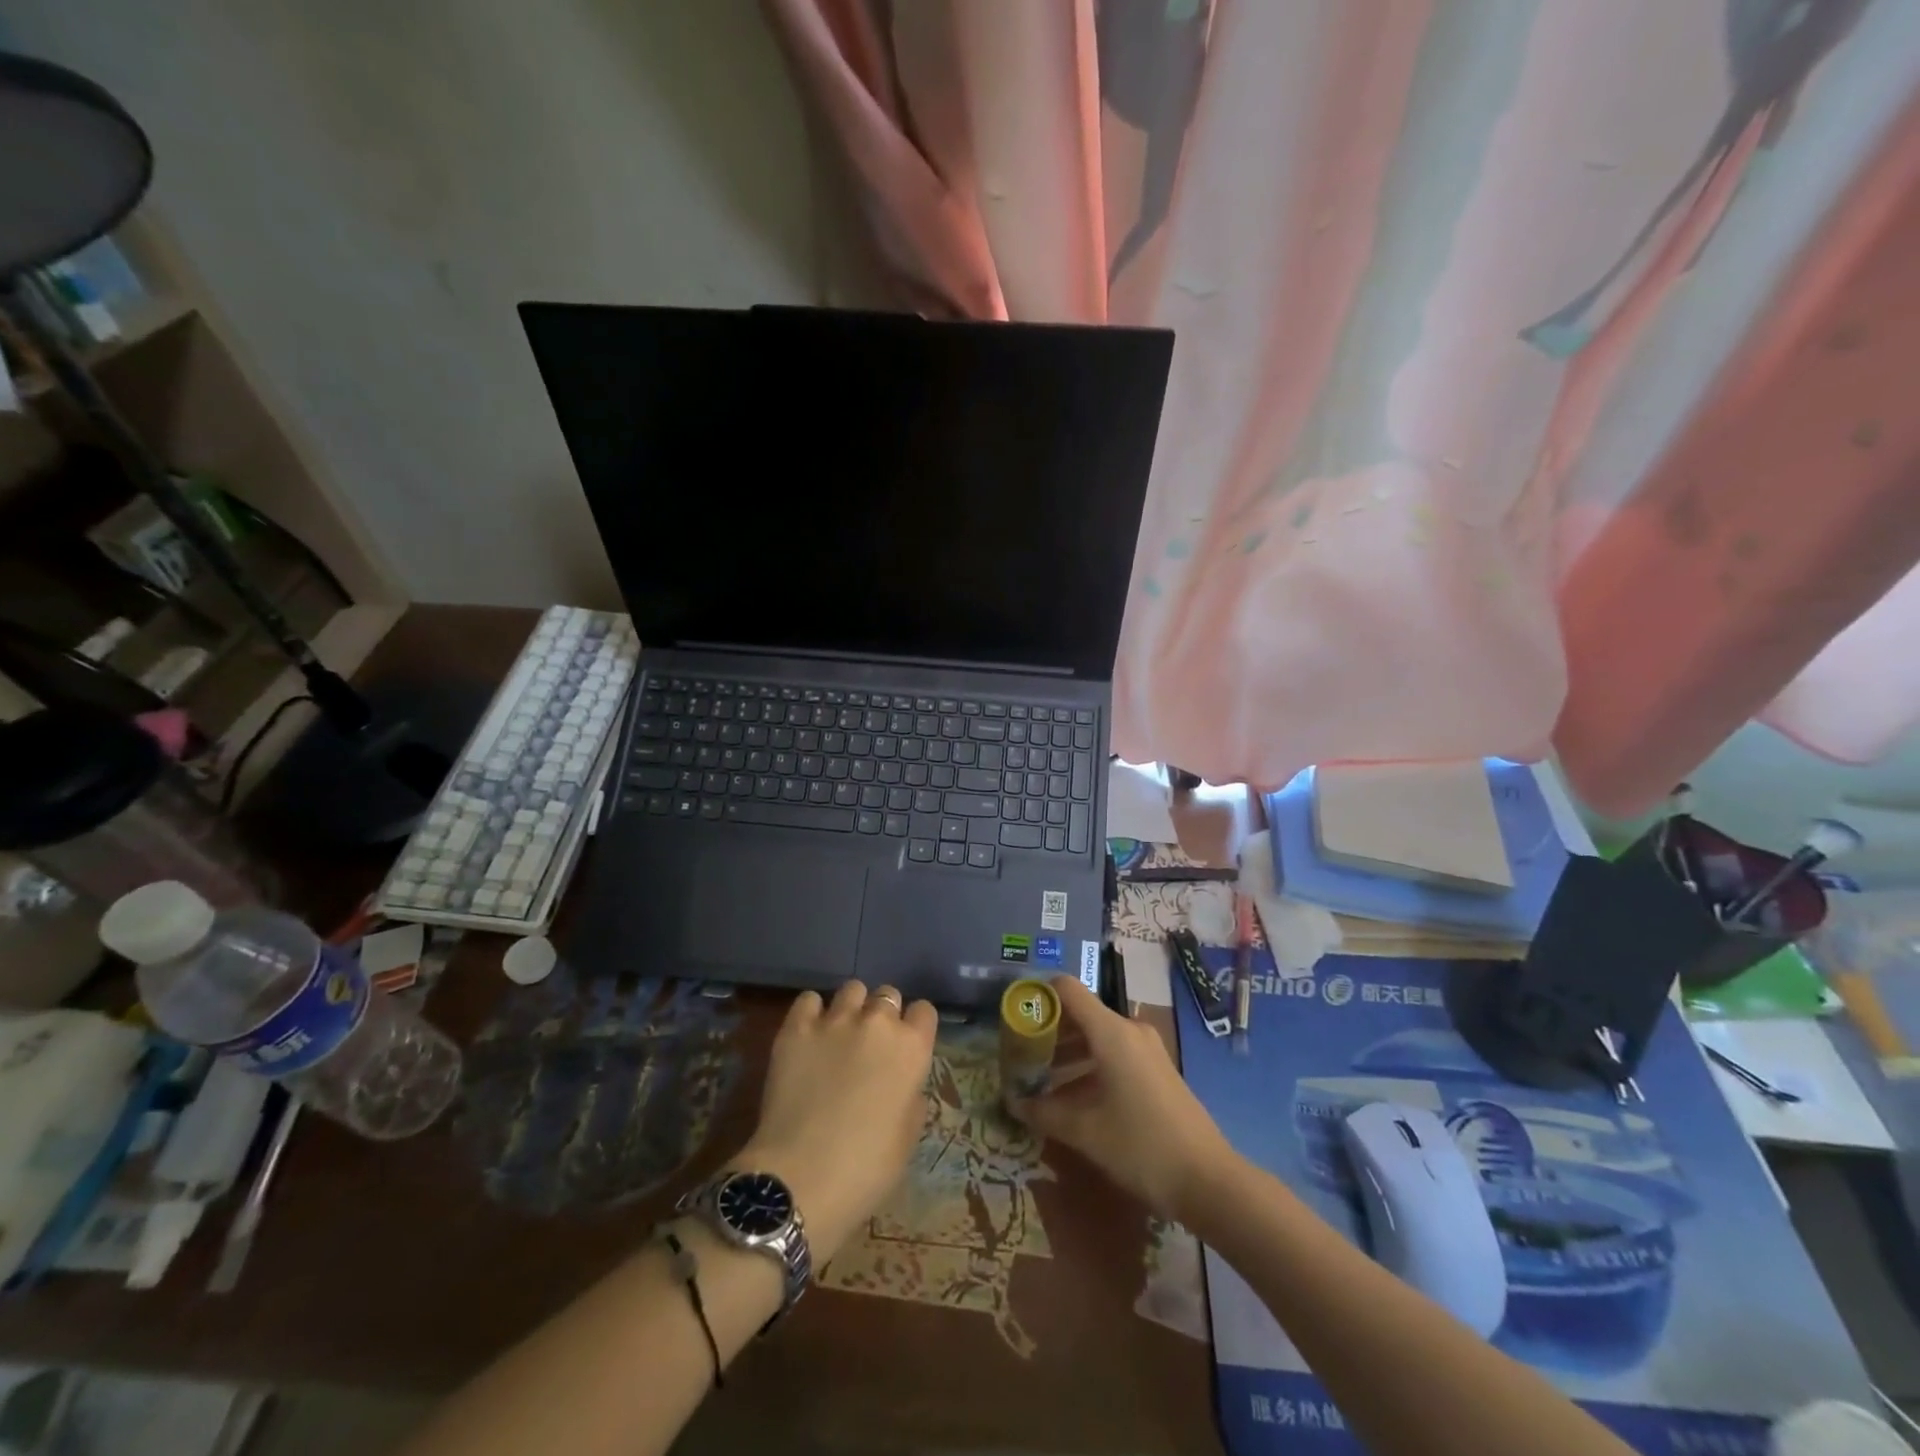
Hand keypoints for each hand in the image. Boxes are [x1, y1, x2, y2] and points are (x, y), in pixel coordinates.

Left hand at [739, 980, 936, 1263]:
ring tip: (839, 1035)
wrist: (802, 1178)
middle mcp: (878, 1022)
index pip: (924, 1010)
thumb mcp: (908, 1136)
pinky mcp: (796, 1028)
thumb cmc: (866, 1168)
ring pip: (852, 990)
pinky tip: (809, 1035)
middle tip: (870, 1045)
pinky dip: (812, 1012)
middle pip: (888, 995)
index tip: (906, 1047)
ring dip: (851, 1008)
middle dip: (883, 1014)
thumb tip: (903, 1082)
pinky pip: (808, 999)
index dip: (915, 1027)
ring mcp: (835, 1020)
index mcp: (912, 1048)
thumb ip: (912, 1095)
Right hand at [1009, 975, 1234, 1220]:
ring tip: (1039, 1080)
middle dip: (1049, 1032)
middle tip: (1020, 1056)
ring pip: (1097, 1038)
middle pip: (1081, 1015)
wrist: (1208, 1181)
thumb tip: (1013, 1103)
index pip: (1067, 990)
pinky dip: (1089, 1067)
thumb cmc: (1142, 1146)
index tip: (1015, 1017)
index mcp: (1111, 1032)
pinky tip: (1071, 1099)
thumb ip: (1045, 1112)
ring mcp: (1147, 1051)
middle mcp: (1130, 1031)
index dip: (1039, 996)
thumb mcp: (1086, 1131)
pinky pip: (1114, 1056)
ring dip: (1067, 1054)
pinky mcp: (1156, 1072)